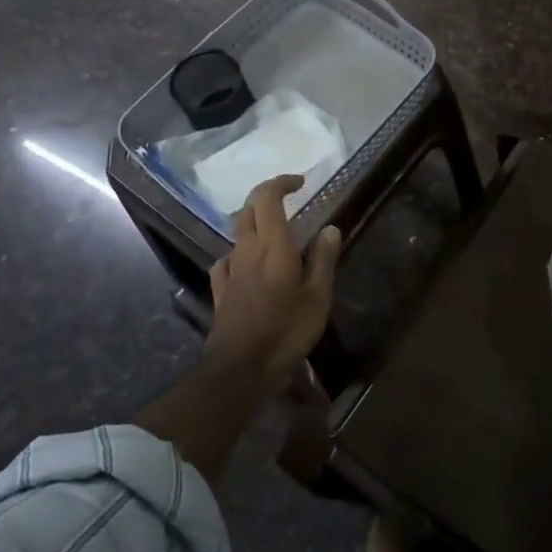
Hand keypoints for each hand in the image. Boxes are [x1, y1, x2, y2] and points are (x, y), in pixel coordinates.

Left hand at [206, 176, 340, 380]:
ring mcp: (230, 270)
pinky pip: (227, 260)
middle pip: (248, 209)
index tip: (300, 182)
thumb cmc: (285, 332)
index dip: (281, 183)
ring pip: (237, 233)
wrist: (239, 370)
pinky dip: (239, 253)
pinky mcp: (220, 291)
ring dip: (254, 223)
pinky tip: (246, 265)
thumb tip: (330, 229)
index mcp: (272, 246)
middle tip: (288, 200)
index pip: (268, 198)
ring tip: (274, 233)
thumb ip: (323, 260)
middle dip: (266, 197)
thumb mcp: (317, 298)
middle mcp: (247, 250)